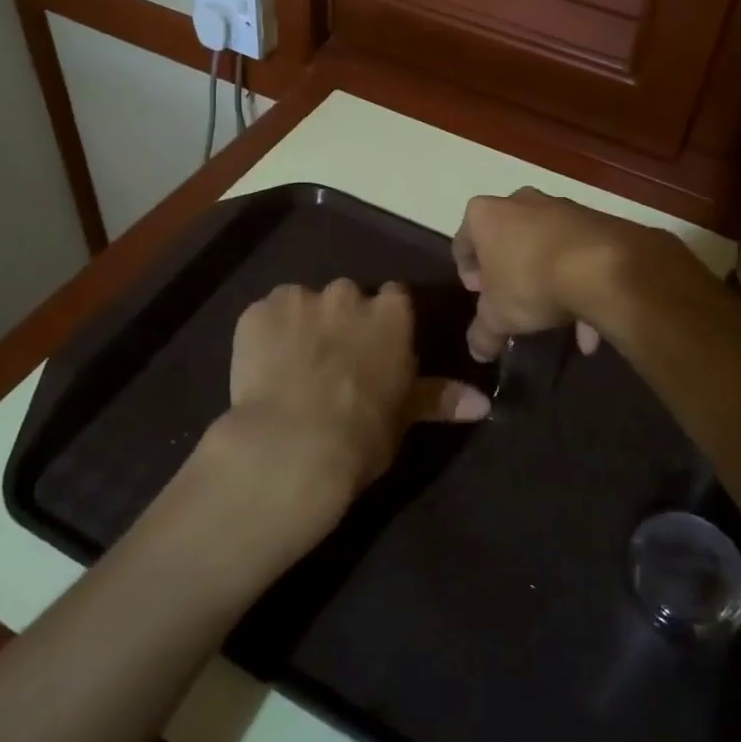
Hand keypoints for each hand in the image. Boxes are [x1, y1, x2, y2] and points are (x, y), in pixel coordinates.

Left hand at [199, 280, 490, 550]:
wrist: (291, 447)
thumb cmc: (361, 435)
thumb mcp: (405, 418)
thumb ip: (440, 398)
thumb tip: (483, 402)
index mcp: (391, 314)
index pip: (395, 299)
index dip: (384, 324)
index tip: (377, 350)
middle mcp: (347, 294)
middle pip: (348, 298)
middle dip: (342, 322)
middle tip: (333, 363)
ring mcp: (299, 298)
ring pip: (304, 304)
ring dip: (303, 326)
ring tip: (293, 369)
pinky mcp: (257, 312)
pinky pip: (265, 316)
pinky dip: (266, 336)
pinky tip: (263, 369)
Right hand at [452, 188, 696, 360]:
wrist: (603, 266)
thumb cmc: (532, 282)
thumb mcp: (498, 318)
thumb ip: (483, 334)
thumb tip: (477, 352)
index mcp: (485, 215)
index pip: (463, 241)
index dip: (468, 271)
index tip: (478, 294)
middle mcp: (520, 202)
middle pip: (505, 238)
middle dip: (508, 270)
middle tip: (512, 299)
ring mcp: (561, 207)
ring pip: (545, 246)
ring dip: (546, 278)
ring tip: (555, 317)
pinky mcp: (595, 220)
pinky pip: (577, 253)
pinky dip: (578, 281)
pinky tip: (587, 324)